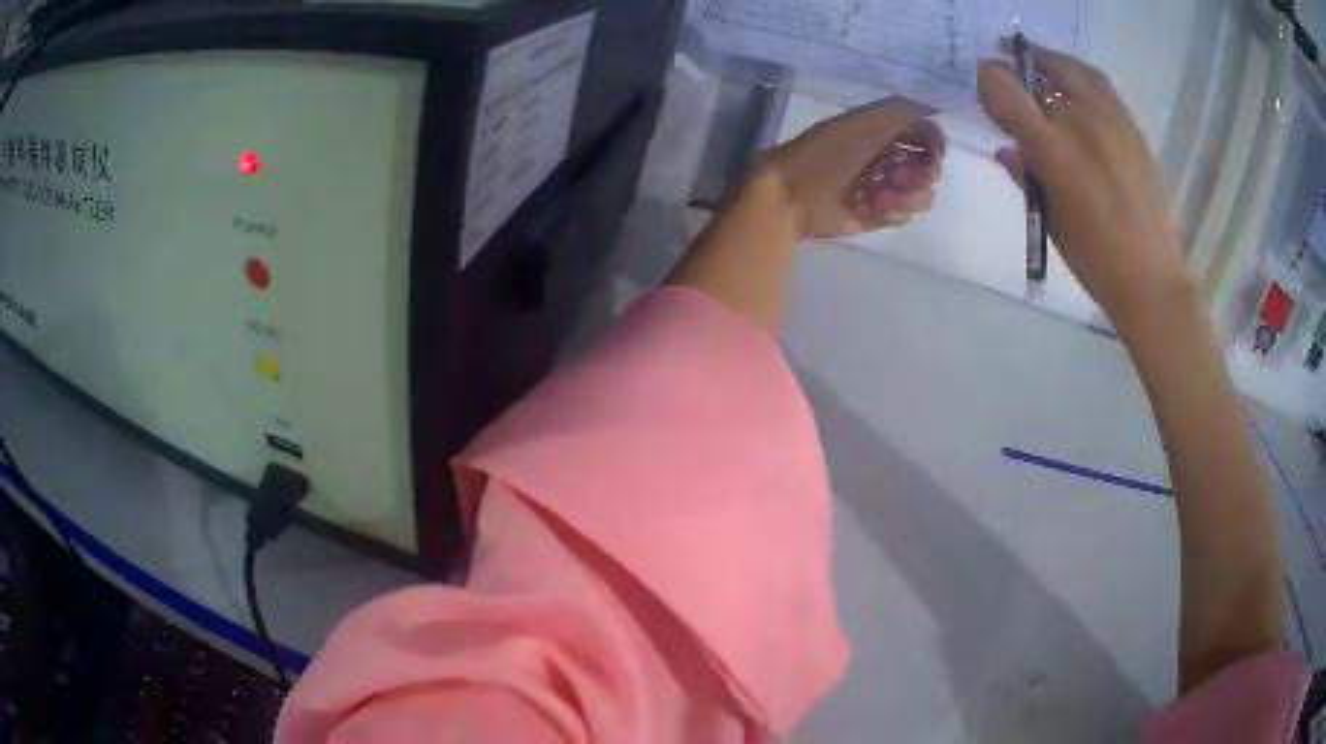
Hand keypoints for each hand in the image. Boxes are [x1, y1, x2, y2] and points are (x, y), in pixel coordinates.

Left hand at [752, 97, 944, 240]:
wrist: (794, 193)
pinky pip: (903, 215)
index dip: (935, 143)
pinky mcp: (875, 215)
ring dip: (908, 195)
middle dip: (923, 173)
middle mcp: (885, 156)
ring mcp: (882, 187)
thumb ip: (906, 110)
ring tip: (882, 195)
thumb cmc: (830, 151)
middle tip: (902, 176)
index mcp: (881, 130)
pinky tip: (872, 207)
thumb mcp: (868, 119)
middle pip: (928, 167)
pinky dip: (892, 211)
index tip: (936, 151)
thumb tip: (939, 112)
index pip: (924, 134)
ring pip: (921, 194)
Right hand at [978, 43, 1187, 318]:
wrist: (1150, 278)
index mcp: (1055, 152)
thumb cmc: (1094, 259)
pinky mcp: (1132, 128)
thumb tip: (1007, 149)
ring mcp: (1112, 122)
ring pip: (1073, 69)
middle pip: (1041, 71)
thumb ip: (1025, 176)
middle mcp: (1082, 124)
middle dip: (1017, 65)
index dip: (989, 80)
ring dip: (1050, 62)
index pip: (1007, 93)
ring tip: (1038, 67)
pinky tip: (1073, 89)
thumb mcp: (1048, 219)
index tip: (982, 83)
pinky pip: (1100, 85)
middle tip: (1004, 65)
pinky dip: (1079, 76)